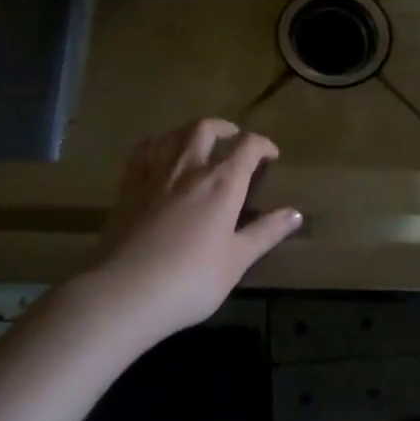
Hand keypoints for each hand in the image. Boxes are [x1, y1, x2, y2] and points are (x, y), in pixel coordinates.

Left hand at [85, 119, 301, 345]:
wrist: (124, 292)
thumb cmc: (190, 281)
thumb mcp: (236, 262)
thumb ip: (265, 233)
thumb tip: (295, 213)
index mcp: (222, 183)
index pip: (248, 147)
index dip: (263, 145)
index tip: (271, 155)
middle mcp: (189, 168)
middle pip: (206, 128)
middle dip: (225, 128)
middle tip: (234, 140)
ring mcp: (154, 174)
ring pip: (173, 134)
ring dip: (191, 131)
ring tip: (199, 143)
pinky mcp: (127, 187)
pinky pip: (142, 152)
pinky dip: (156, 145)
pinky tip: (159, 155)